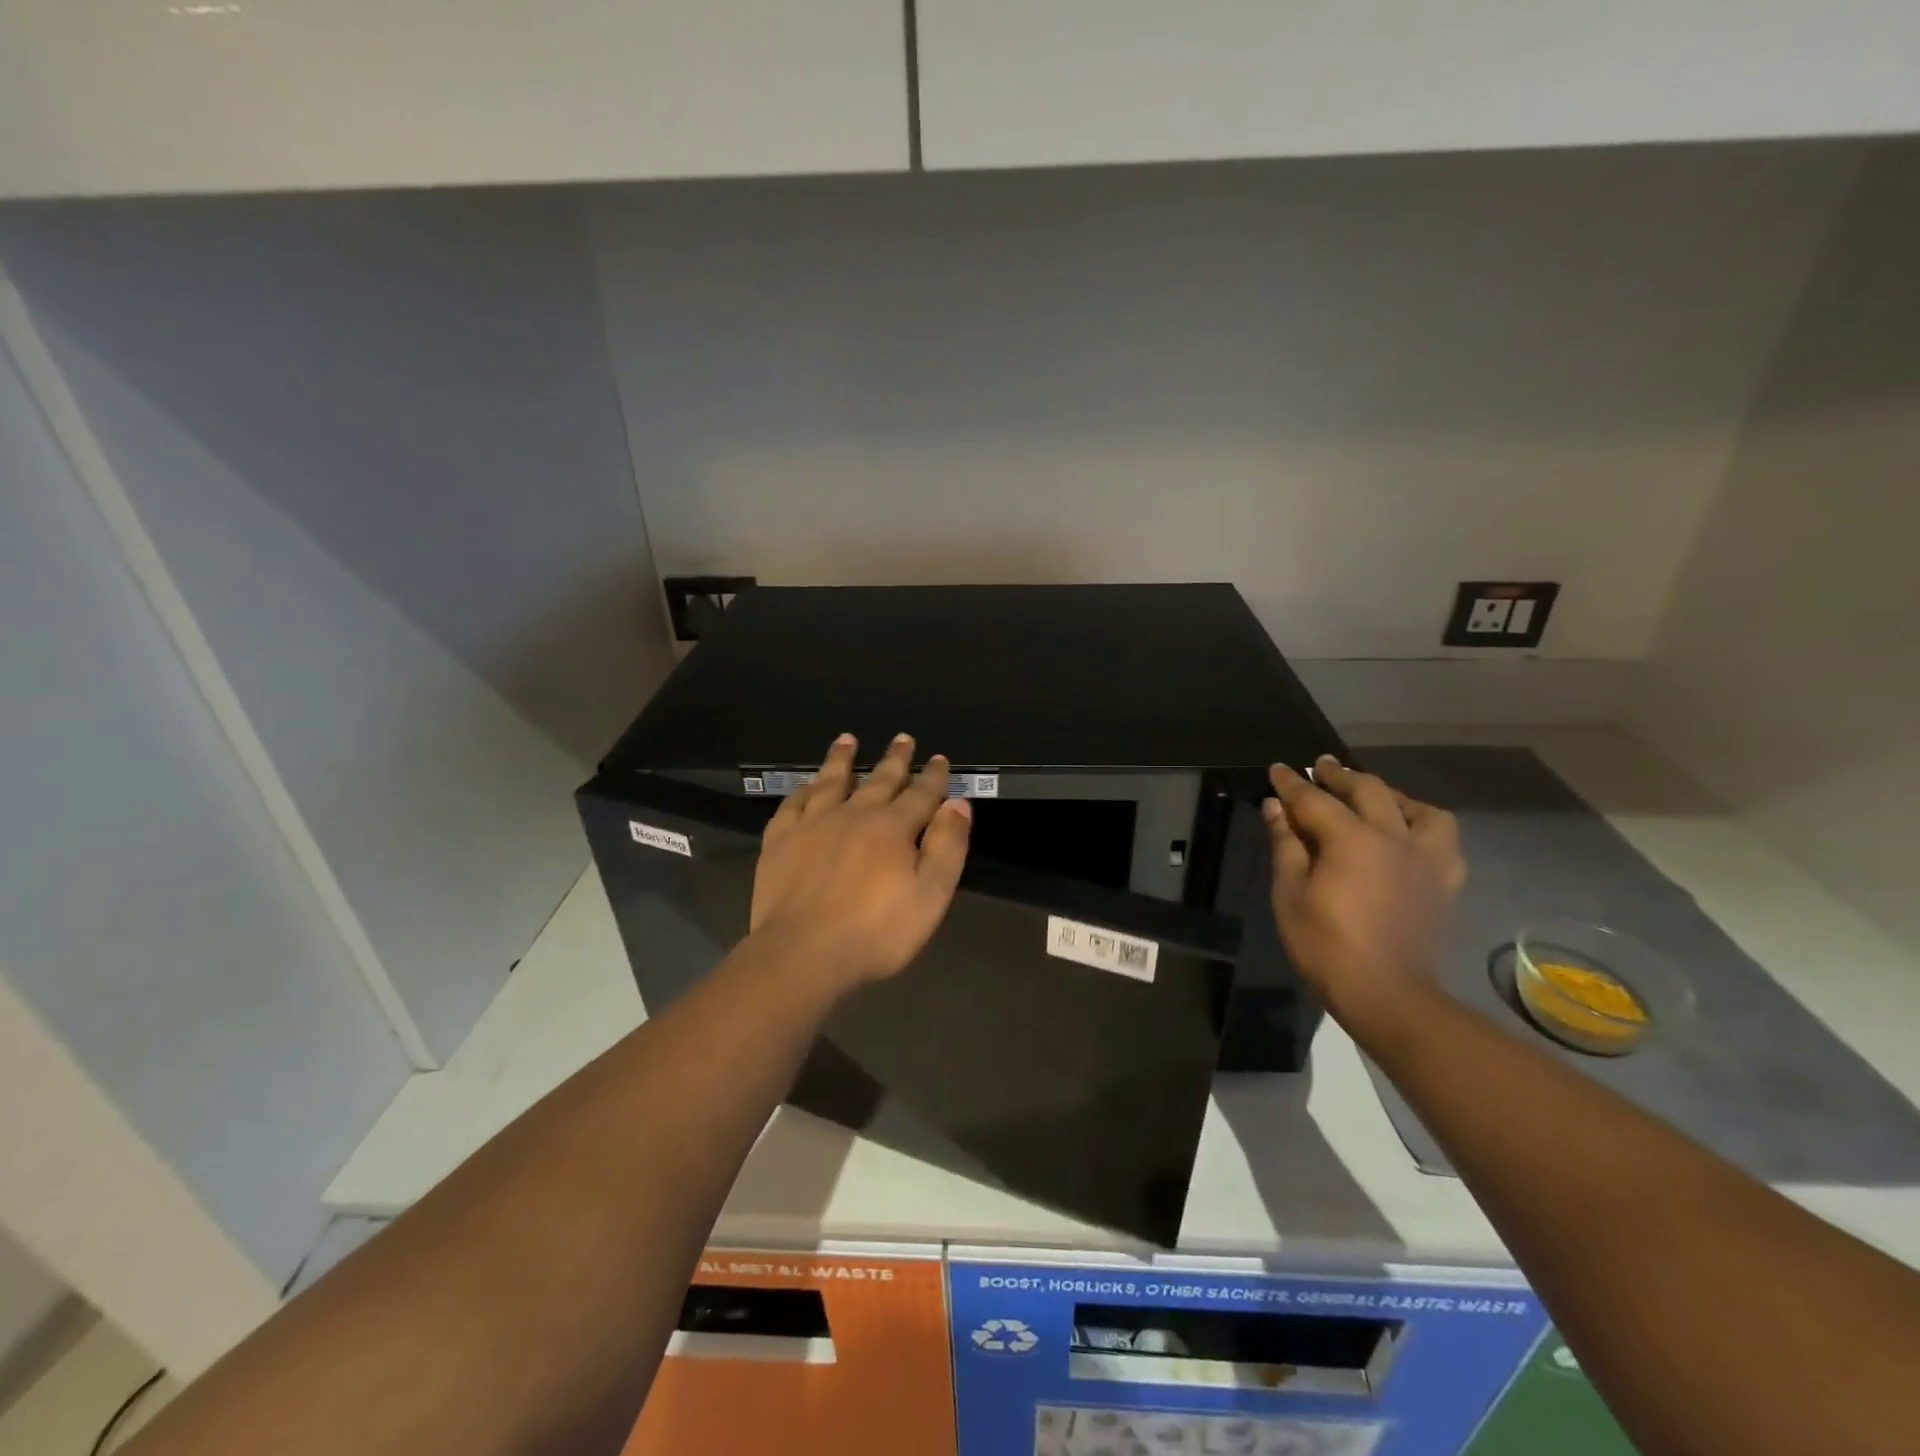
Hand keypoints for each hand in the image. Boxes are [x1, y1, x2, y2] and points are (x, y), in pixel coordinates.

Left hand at [750, 732, 972, 990]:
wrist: (802, 953)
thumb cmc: (875, 932)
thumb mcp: (930, 896)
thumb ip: (947, 846)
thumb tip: (958, 803)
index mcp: (893, 828)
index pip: (920, 794)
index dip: (933, 776)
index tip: (939, 759)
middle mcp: (854, 814)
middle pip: (879, 780)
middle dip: (895, 759)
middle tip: (903, 738)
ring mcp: (813, 824)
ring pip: (831, 781)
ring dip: (842, 759)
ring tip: (847, 739)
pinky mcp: (781, 841)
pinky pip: (792, 805)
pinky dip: (802, 790)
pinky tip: (806, 785)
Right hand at [1263, 755, 1465, 1033]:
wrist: (1387, 994)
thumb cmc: (1326, 946)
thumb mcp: (1290, 894)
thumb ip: (1286, 844)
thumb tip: (1276, 806)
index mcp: (1352, 840)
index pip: (1315, 799)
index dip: (1292, 783)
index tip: (1277, 769)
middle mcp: (1394, 837)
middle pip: (1368, 789)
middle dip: (1340, 775)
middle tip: (1320, 767)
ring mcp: (1426, 858)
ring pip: (1416, 808)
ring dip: (1389, 795)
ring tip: (1371, 798)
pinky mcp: (1445, 881)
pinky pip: (1442, 839)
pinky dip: (1422, 826)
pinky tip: (1407, 835)